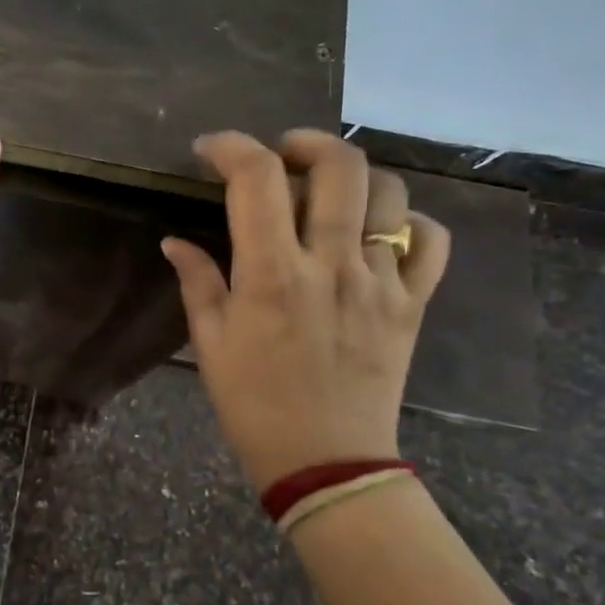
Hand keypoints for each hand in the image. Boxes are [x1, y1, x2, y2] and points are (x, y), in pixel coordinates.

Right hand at [161, 129, 449, 490]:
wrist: (326, 461)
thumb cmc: (253, 404)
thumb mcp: (210, 343)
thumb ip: (197, 281)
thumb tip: (175, 241)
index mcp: (272, 274)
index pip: (256, 178)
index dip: (230, 147)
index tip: (209, 151)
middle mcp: (332, 264)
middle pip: (338, 166)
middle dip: (304, 143)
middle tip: (281, 155)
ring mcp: (381, 282)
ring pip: (390, 194)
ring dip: (355, 178)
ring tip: (329, 192)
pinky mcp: (412, 304)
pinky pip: (429, 242)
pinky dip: (408, 224)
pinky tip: (379, 234)